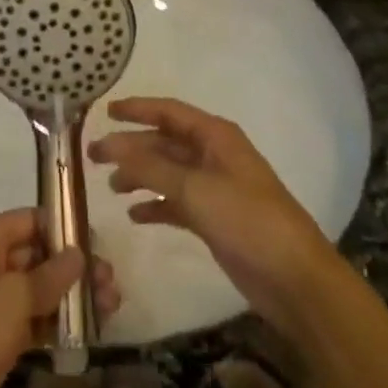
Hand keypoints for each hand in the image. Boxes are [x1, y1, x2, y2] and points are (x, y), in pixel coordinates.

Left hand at [0, 209, 120, 387]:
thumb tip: (78, 254)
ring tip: (111, 306)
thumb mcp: (15, 295)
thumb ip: (52, 273)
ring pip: (40, 289)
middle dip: (75, 268)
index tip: (99, 244)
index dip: (65, 229)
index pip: (32, 220)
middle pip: (39, 254)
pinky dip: (59, 322)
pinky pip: (35, 318)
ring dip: (73, 296)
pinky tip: (90, 329)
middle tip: (111, 281)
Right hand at [89, 97, 336, 334]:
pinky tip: (134, 216)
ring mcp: (214, 188)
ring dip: (139, 176)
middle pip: (164, 143)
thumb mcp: (195, 189)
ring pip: (168, 173)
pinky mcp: (215, 219)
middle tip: (93, 156)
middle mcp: (214, 155)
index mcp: (215, 136)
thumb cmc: (247, 220)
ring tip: (110, 188)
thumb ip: (150, 167)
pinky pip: (176, 202)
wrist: (294, 278)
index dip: (137, 109)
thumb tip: (111, 145)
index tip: (104, 112)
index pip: (169, 112)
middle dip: (130, 147)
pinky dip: (156, 206)